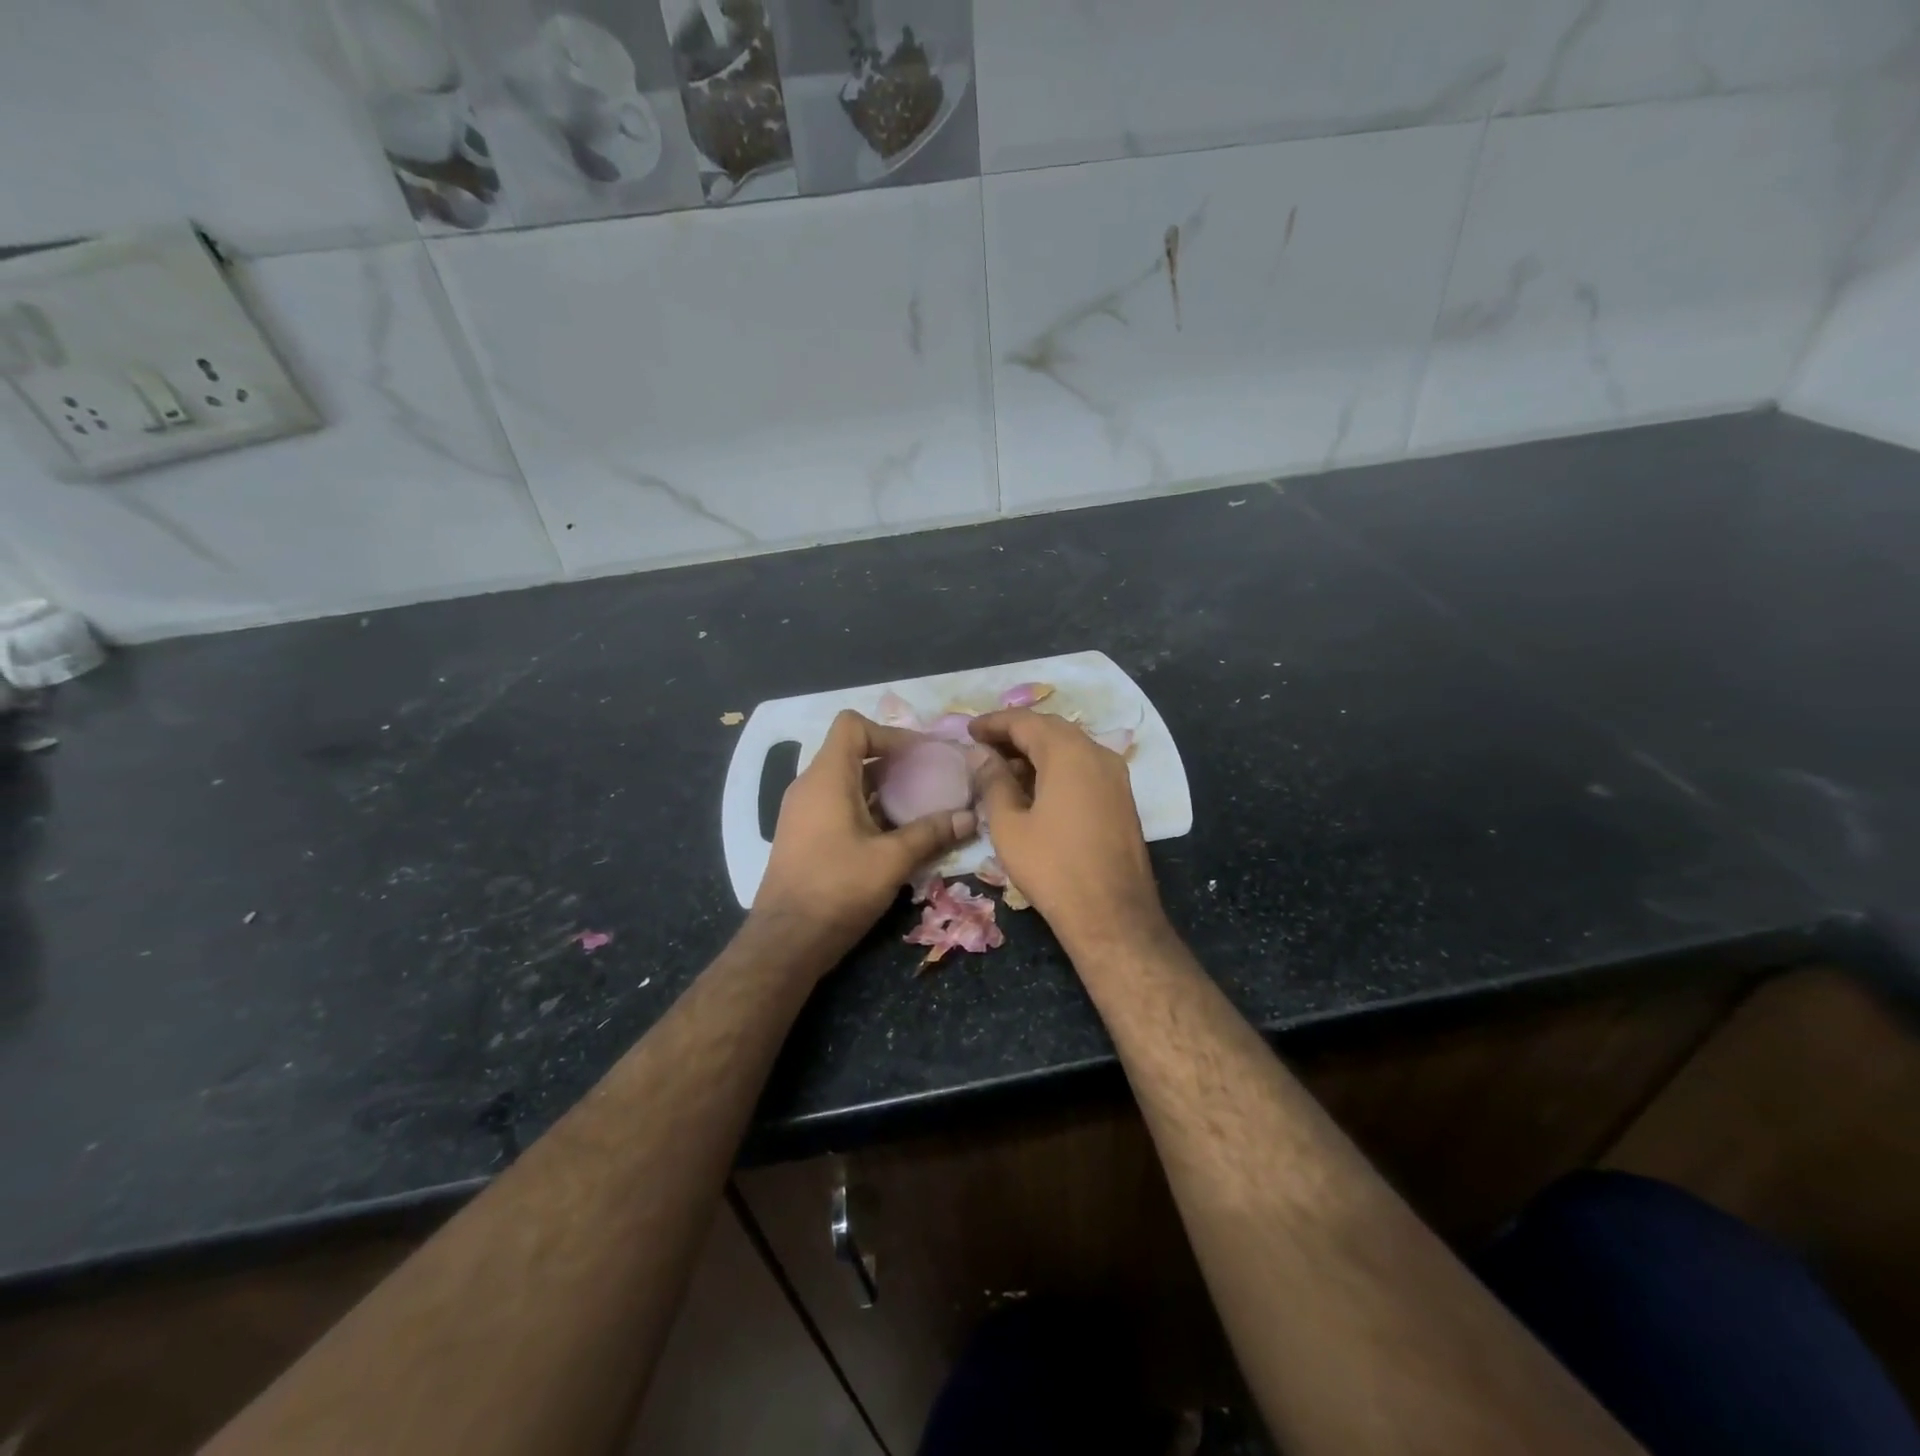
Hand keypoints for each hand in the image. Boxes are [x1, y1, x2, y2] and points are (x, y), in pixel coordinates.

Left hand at [753, 710, 975, 968]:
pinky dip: (866, 808)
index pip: (853, 726)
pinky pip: (837, 804)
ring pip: (846, 780)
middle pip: (851, 751)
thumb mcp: (892, 860)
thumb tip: (970, 817)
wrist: (786, 941)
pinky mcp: (804, 835)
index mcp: (826, 778)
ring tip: (918, 806)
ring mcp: (802, 811)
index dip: (889, 734)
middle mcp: (809, 786)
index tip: (920, 757)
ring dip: (882, 788)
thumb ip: (931, 833)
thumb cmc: (838, 889)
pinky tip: (893, 834)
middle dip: (893, 762)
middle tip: (929, 780)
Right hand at [968, 708, 1169, 953]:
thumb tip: (982, 756)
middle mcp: (1097, 754)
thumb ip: (993, 782)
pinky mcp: (1121, 798)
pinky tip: (1034, 788)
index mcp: (1068, 753)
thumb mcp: (1009, 825)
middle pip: (1050, 729)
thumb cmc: (1052, 867)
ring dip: (1036, 751)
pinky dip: (1056, 767)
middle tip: (983, 746)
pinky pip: (1083, 767)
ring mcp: (1115, 776)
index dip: (993, 723)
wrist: (1112, 915)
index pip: (1025, 721)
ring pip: (1070, 748)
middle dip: (1015, 734)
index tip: (968, 730)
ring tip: (1003, 768)